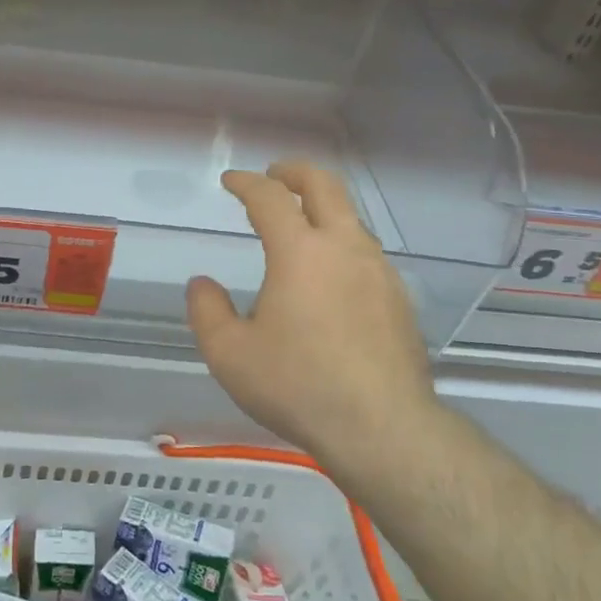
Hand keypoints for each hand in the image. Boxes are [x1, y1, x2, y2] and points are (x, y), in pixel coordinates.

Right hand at [186, 162, 434, 466]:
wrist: (383, 429)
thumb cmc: (298, 386)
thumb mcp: (230, 354)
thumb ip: (207, 311)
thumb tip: (202, 284)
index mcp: (300, 251)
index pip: (270, 197)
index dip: (246, 182)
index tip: (230, 181)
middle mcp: (344, 247)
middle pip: (324, 185)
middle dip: (295, 171)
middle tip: (274, 175)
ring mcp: (378, 271)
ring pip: (351, 217)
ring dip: (323, 208)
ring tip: (301, 227)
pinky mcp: (399, 298)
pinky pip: (366, 252)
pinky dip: (342, 243)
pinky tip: (331, 276)